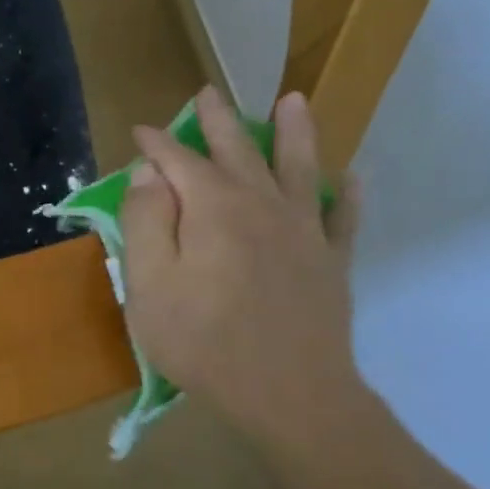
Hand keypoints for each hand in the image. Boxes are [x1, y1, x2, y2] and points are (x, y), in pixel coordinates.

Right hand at [120, 87, 363, 442]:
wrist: (288, 394)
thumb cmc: (201, 340)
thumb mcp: (148, 283)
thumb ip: (145, 221)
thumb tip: (149, 175)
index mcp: (213, 208)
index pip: (179, 161)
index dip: (157, 144)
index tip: (139, 131)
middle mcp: (262, 205)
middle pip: (238, 150)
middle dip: (219, 120)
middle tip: (208, 93)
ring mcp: (304, 232)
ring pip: (298, 168)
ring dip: (294, 132)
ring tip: (293, 101)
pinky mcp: (331, 263)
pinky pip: (343, 217)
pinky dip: (346, 194)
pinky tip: (350, 178)